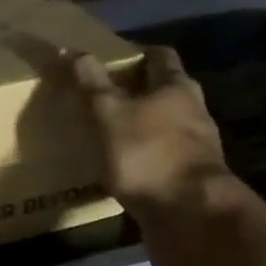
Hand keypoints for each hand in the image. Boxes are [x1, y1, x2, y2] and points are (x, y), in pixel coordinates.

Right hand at [69, 46, 240, 225]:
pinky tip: (122, 170)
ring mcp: (195, 149)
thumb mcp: (109, 113)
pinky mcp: (189, 180)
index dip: (136, 53)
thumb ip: (91, 83)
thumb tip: (70, 50)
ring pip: (164, 127)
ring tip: (107, 134)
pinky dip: (144, 159)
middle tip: (103, 97)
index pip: (160, 56)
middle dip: (137, 92)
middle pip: (165, 92)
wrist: (189, 216)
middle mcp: (193, 112)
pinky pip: (162, 160)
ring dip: (141, 128)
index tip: (110, 58)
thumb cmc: (148, 154)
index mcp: (177, 87)